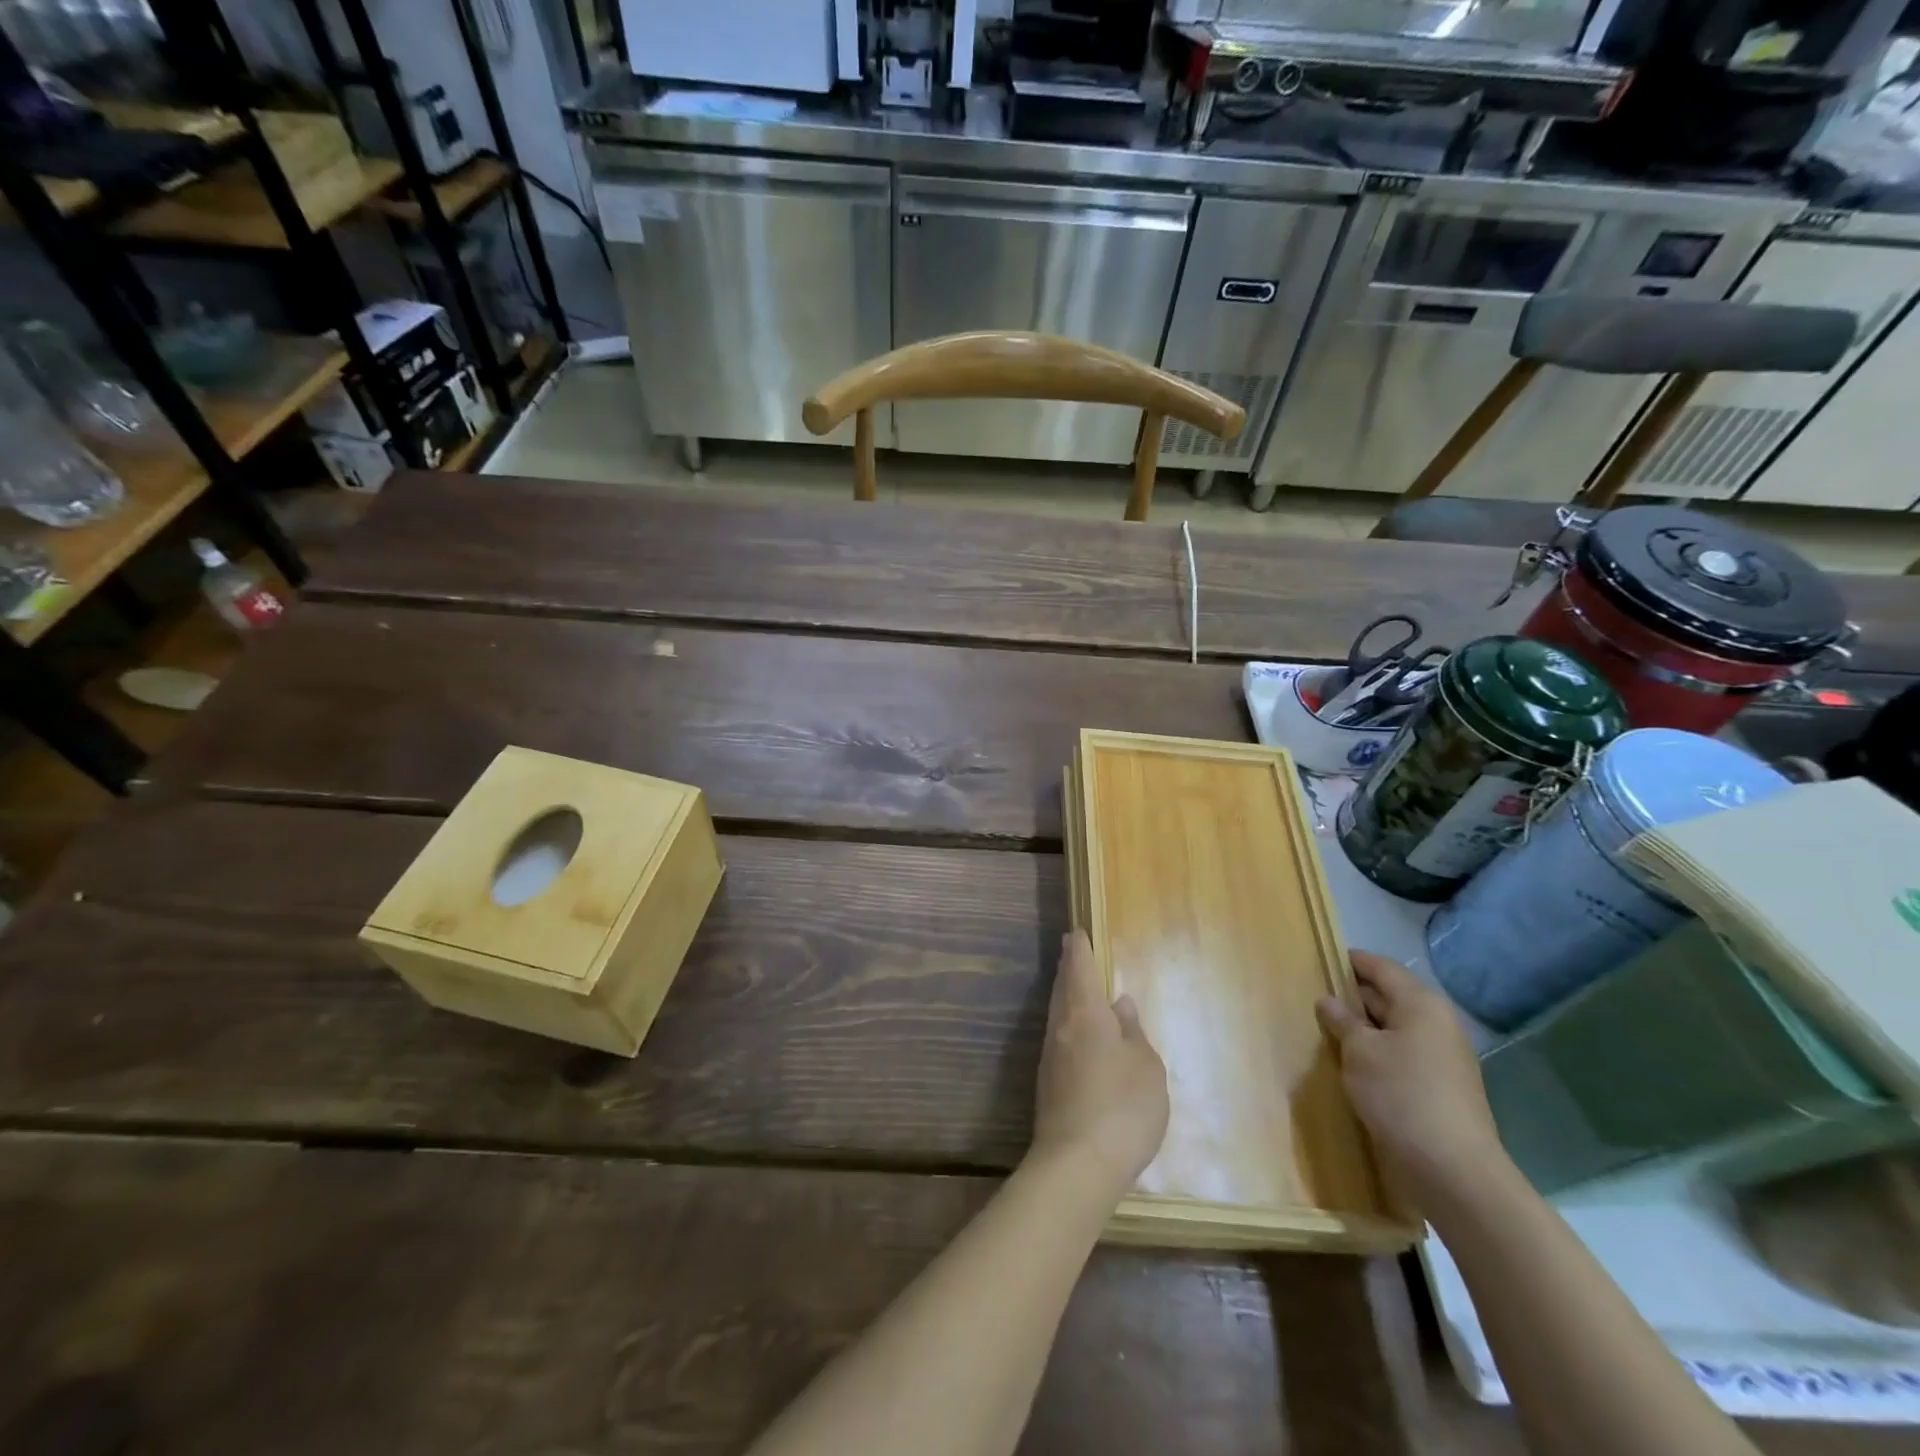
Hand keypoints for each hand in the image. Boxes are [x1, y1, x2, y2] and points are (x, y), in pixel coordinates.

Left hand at [1030, 931, 1168, 1199]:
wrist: (1077, 1164)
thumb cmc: (1122, 1107)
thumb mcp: (1145, 1067)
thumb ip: (1133, 1033)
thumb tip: (1119, 1004)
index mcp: (1085, 1014)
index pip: (1080, 969)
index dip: (1079, 950)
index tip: (1076, 933)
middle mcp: (1061, 1028)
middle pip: (1062, 988)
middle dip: (1068, 967)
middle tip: (1071, 950)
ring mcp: (1051, 1057)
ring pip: (1057, 1013)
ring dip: (1065, 994)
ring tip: (1075, 986)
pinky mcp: (1048, 1083)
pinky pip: (1059, 1037)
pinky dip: (1067, 1023)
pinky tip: (1079, 1034)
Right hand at [1316, 950, 1508, 1212]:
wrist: (1453, 1171)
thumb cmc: (1401, 1095)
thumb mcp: (1359, 1051)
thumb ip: (1342, 1021)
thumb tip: (1328, 1001)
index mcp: (1421, 1004)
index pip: (1380, 967)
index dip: (1350, 961)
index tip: (1319, 959)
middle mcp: (1437, 1024)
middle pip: (1389, 996)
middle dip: (1353, 997)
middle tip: (1315, 998)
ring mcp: (1443, 1058)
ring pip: (1395, 1029)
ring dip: (1364, 1029)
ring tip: (1327, 1032)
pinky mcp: (1441, 1088)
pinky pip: (1402, 1056)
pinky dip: (1378, 1054)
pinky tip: (1353, 1066)